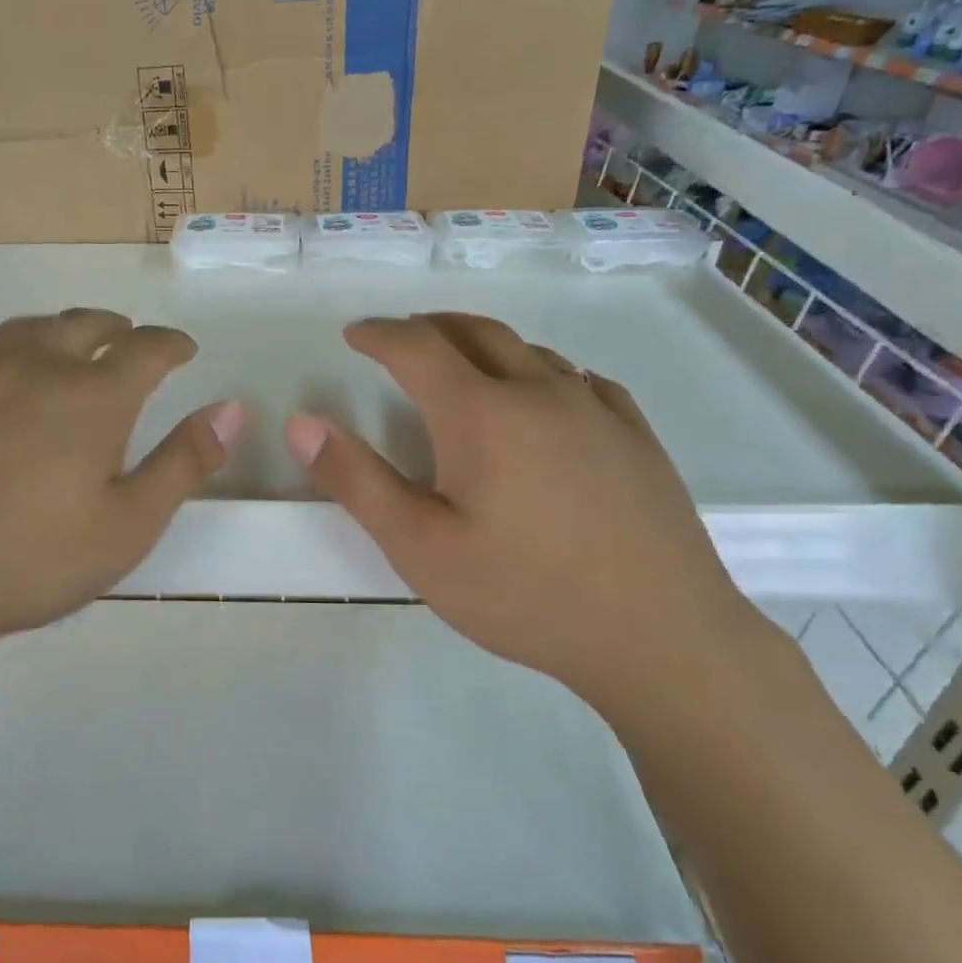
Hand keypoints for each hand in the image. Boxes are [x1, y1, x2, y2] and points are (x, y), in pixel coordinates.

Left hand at [0, 310, 243, 680]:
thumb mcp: (129, 525)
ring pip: (21, 329)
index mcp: (93, 399)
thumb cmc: (31, 560)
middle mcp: (36, 369)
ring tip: (61, 338)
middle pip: (82, 325)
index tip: (183, 348)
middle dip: (114, 327)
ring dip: (51, 327)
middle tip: (125, 337)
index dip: (171, 343)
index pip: (146, 349)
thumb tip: (230, 409)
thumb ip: (184, 463)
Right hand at [284, 313, 779, 720]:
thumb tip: (301, 422)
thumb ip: (357, 481)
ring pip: (528, 350)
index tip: (353, 334)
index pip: (417, 347)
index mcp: (481, 413)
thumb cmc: (524, 594)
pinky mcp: (636, 434)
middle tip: (400, 336)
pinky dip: (539, 370)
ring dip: (483, 345)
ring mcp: (595, 409)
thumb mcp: (420, 548)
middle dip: (429, 325)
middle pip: (476, 332)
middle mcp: (539, 391)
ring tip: (460, 364)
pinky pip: (578, 378)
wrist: (660, 636)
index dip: (379, 334)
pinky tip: (542, 397)